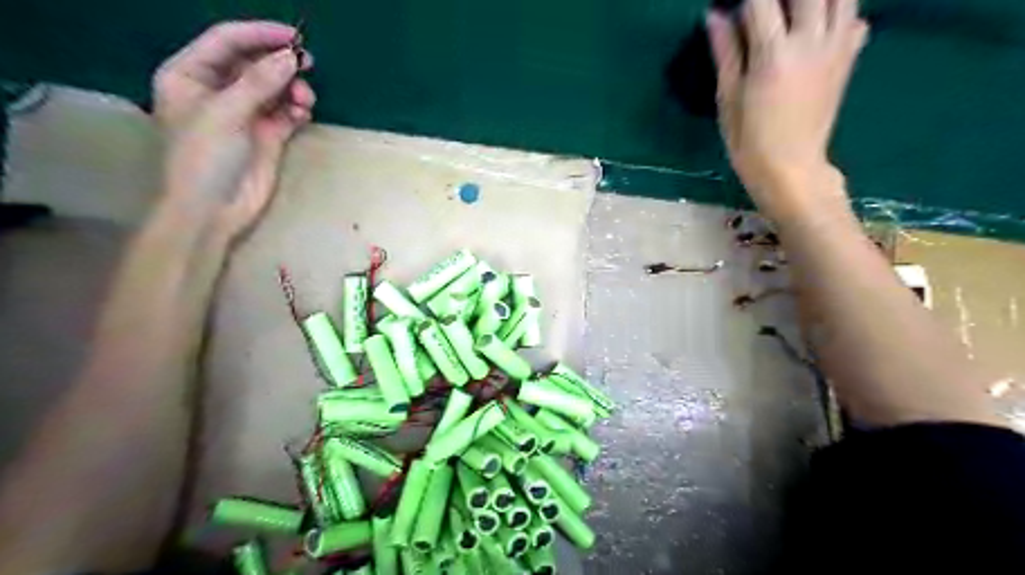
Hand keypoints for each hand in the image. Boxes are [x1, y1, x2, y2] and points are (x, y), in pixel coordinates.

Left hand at [150, 20, 316, 239]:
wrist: (213, 210)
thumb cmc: (204, 158)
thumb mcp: (226, 114)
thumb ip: (259, 83)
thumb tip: (291, 58)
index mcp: (190, 75)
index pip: (226, 42)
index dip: (259, 34)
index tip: (292, 36)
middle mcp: (218, 90)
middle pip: (254, 63)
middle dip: (280, 64)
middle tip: (308, 65)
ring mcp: (245, 114)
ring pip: (274, 89)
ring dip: (292, 89)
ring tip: (305, 100)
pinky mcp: (267, 136)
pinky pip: (286, 112)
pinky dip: (296, 110)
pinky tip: (303, 114)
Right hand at [709, 1, 868, 220]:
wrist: (791, 168)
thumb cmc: (749, 140)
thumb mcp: (728, 99)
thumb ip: (726, 52)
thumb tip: (715, 14)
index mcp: (773, 54)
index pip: (760, 1)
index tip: (733, 5)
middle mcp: (811, 41)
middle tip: (765, 8)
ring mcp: (836, 47)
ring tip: (793, 14)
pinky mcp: (848, 58)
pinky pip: (855, 17)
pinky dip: (839, 12)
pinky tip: (817, 26)